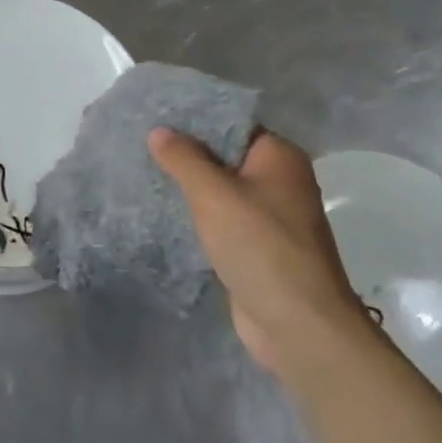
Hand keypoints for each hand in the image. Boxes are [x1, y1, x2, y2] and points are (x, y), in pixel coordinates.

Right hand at [149, 128, 372, 381]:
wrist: (298, 324)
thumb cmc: (259, 245)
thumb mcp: (213, 194)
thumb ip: (184, 159)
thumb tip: (159, 130)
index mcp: (279, 156)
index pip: (233, 124)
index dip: (195, 121)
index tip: (157, 118)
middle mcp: (281, 181)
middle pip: (226, 157)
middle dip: (188, 155)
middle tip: (142, 146)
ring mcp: (272, 218)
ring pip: (223, 192)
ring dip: (191, 189)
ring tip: (145, 175)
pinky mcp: (260, 249)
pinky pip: (224, 221)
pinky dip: (200, 218)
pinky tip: (166, 214)